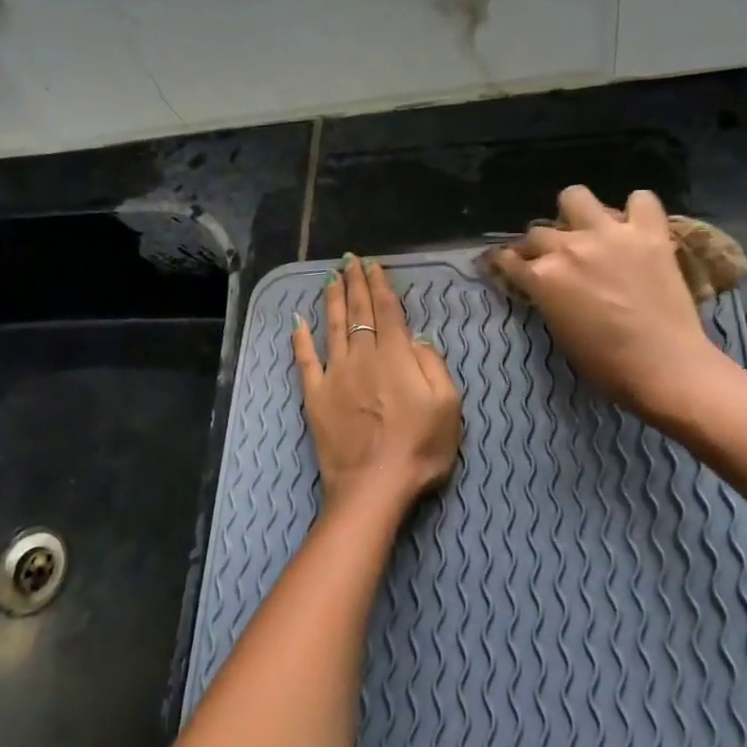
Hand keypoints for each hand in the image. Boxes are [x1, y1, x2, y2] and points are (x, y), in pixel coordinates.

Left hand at [292, 255, 461, 517]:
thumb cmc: (420, 449)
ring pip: (333, 327)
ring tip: (330, 278)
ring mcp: (335, 375)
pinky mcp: (315, 396)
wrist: (374, 486)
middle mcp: (363, 357)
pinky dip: (300, 339)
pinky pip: (305, 361)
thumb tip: (417, 339)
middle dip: (355, 283)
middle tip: (350, 260)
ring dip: (332, 300)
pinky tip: (297, 321)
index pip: (387, 311)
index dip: (380, 285)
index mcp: (396, 357)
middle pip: (359, 312)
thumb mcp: (448, 407)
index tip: (373, 265)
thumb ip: (434, 366)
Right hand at [492, 186, 726, 418]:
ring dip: (576, 212)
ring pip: (576, 196)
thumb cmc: (606, 364)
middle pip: (539, 231)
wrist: (664, 366)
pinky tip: (636, 226)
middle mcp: (569, 247)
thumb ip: (548, 298)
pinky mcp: (648, 232)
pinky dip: (637, 210)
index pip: (509, 259)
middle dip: (540, 245)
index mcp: (542, 277)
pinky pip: (641, 199)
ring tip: (588, 228)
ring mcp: (609, 234)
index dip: (506, 262)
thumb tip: (547, 285)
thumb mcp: (560, 332)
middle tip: (555, 259)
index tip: (509, 264)